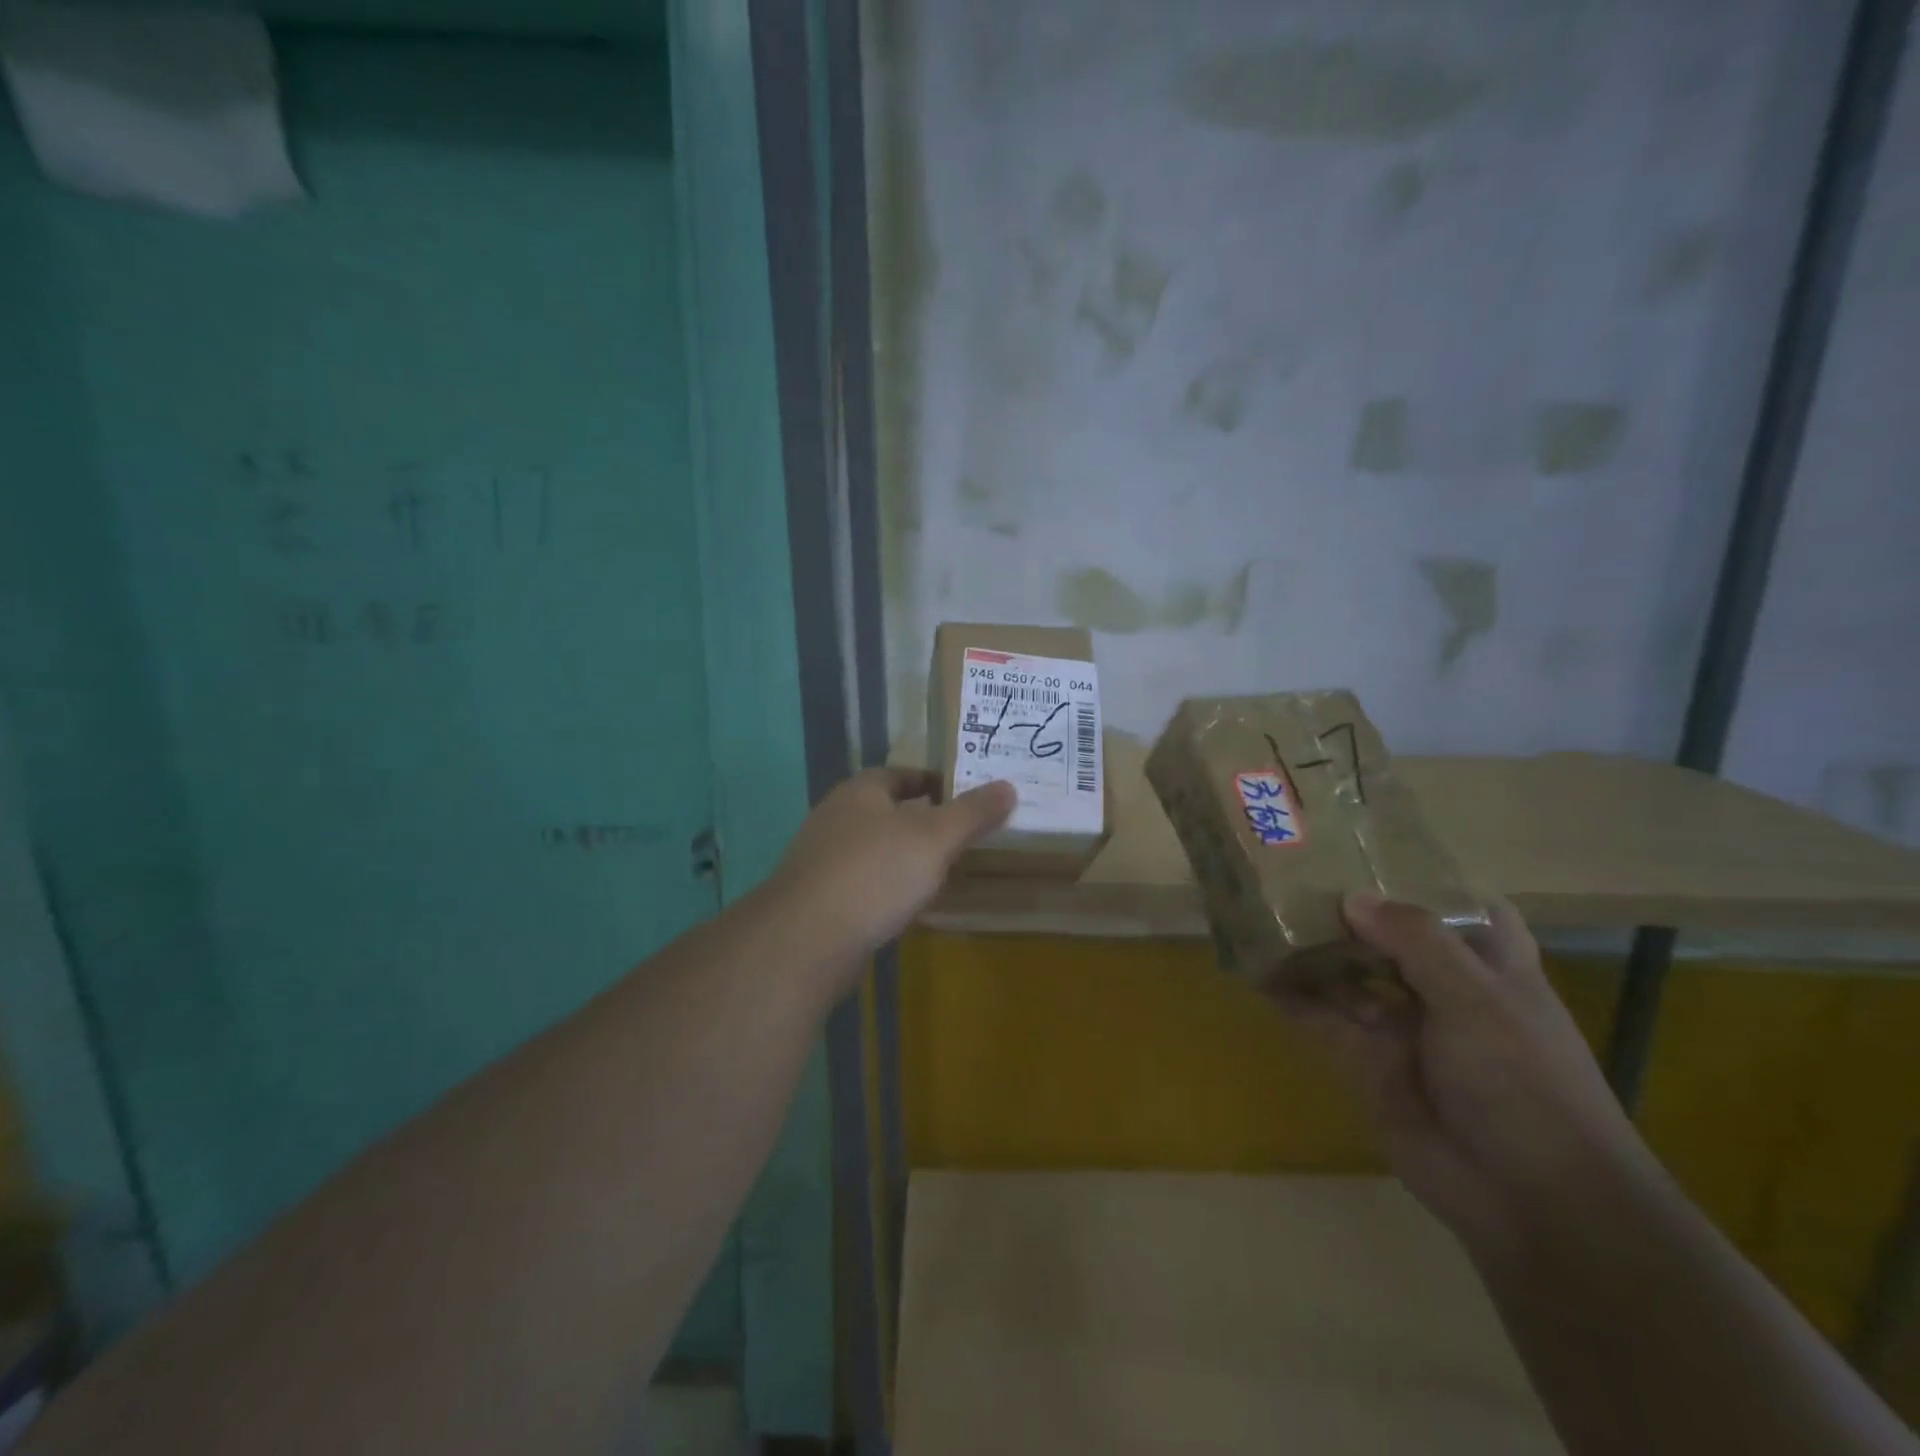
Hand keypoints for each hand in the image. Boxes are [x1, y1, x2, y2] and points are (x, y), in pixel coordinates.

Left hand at [770, 767, 1014, 974]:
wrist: (807, 938)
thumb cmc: (876, 872)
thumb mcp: (935, 837)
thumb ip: (972, 813)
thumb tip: (1008, 787)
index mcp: (861, 790)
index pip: (901, 774)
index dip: (934, 781)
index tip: (965, 797)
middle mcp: (836, 816)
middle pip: (887, 810)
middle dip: (922, 821)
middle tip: (962, 836)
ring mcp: (822, 857)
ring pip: (874, 848)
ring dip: (905, 856)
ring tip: (942, 871)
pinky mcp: (818, 897)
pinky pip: (863, 882)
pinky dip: (887, 887)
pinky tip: (907, 906)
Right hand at [1272, 894, 1663, 1261]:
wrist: (1531, 1200)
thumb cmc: (1526, 1084)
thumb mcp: (1478, 1000)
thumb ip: (1417, 942)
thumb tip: (1352, 899)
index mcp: (1485, 963)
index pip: (1454, 904)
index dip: (1417, 876)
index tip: (1366, 844)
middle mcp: (1439, 985)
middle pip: (1385, 933)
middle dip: (1343, 906)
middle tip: (1287, 866)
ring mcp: (1399, 1023)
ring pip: (1346, 971)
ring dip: (1308, 946)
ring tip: (1257, 906)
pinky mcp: (1364, 1059)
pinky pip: (1318, 1017)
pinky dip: (1288, 994)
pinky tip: (1253, 968)